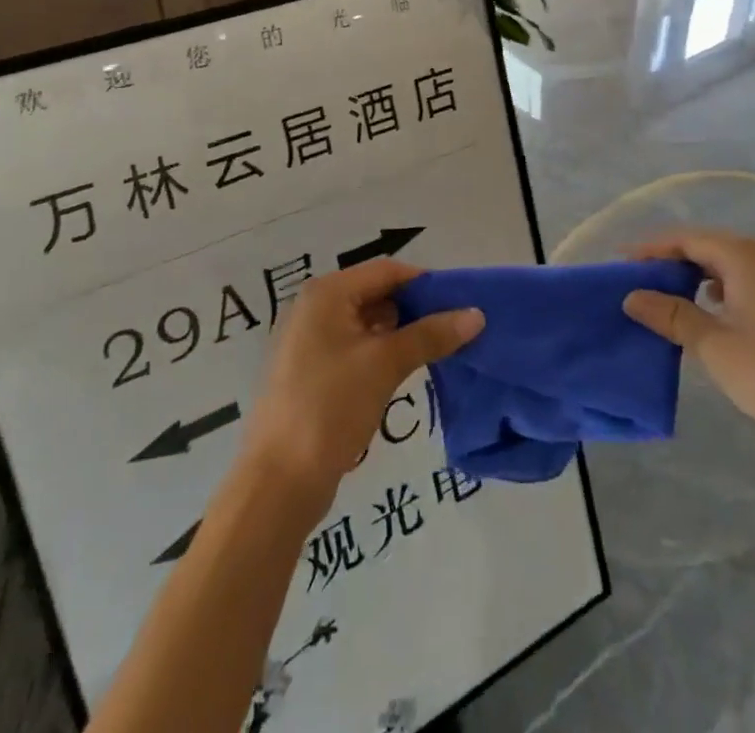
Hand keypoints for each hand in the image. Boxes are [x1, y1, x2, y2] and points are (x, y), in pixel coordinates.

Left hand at [241, 259, 481, 508]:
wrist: (277, 483)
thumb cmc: (330, 407)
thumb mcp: (385, 364)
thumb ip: (430, 335)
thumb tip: (477, 314)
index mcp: (326, 293)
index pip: (387, 270)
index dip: (425, 283)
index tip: (460, 303)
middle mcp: (314, 307)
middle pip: (376, 293)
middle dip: (415, 308)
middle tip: (454, 329)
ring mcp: (309, 340)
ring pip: (367, 322)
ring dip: (400, 332)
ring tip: (437, 350)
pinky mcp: (311, 371)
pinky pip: (354, 346)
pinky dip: (381, 352)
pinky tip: (405, 370)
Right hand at [622, 230, 754, 460]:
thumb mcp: (714, 345)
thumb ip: (672, 315)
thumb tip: (632, 296)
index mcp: (745, 256)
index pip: (687, 239)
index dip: (652, 249)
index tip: (622, 264)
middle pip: (708, 246)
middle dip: (672, 261)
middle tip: (639, 280)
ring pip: (729, 264)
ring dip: (696, 276)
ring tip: (668, 296)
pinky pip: (748, 281)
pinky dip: (721, 289)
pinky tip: (711, 312)